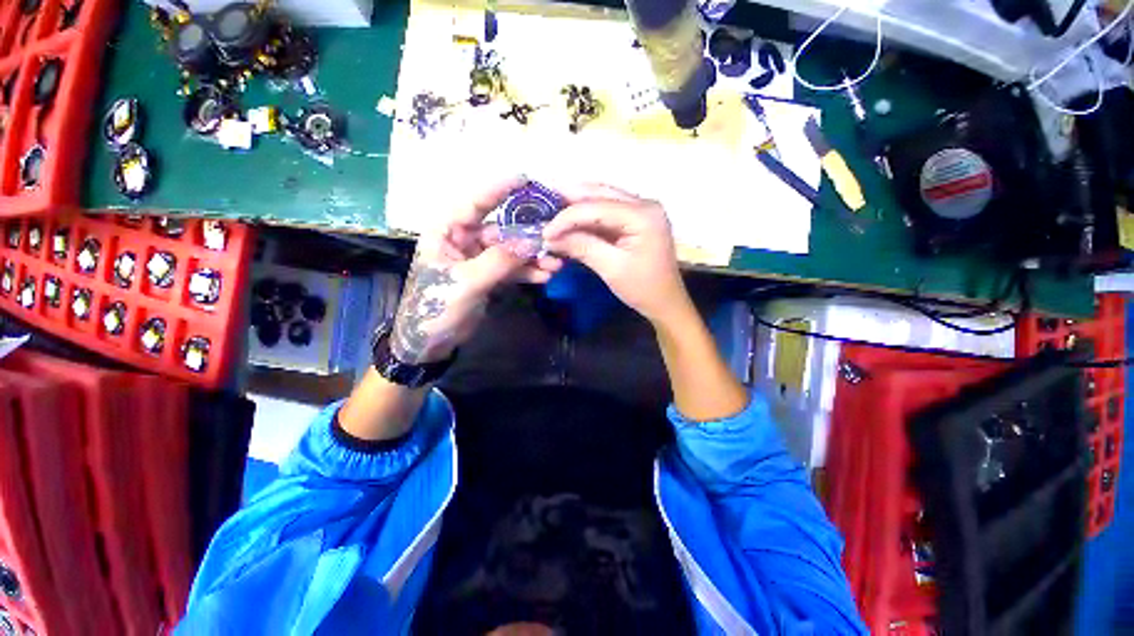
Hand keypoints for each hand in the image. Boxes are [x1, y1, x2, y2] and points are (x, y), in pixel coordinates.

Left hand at [391, 178, 562, 363]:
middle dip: (528, 236)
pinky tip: (545, 276)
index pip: (474, 203)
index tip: (527, 180)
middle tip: (554, 236)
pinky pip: (511, 268)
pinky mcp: (487, 275)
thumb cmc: (435, 308)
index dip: (499, 189)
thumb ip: (498, 261)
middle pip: (501, 229)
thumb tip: (530, 242)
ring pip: (510, 251)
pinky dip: (527, 272)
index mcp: (446, 232)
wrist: (430, 342)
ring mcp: (477, 258)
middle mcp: (463, 239)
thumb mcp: (466, 283)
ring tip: (556, 263)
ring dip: (532, 257)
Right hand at [542, 185, 691, 325]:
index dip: (566, 217)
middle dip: (569, 200)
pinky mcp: (637, 220)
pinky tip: (571, 221)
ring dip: (577, 205)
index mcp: (643, 214)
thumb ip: (582, 246)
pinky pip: (608, 211)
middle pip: (600, 194)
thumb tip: (551, 237)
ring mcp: (642, 210)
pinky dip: (588, 216)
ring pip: (603, 199)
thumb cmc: (642, 288)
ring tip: (552, 211)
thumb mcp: (611, 268)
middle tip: (543, 207)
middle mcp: (644, 204)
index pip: (596, 206)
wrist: (666, 302)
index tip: (544, 231)